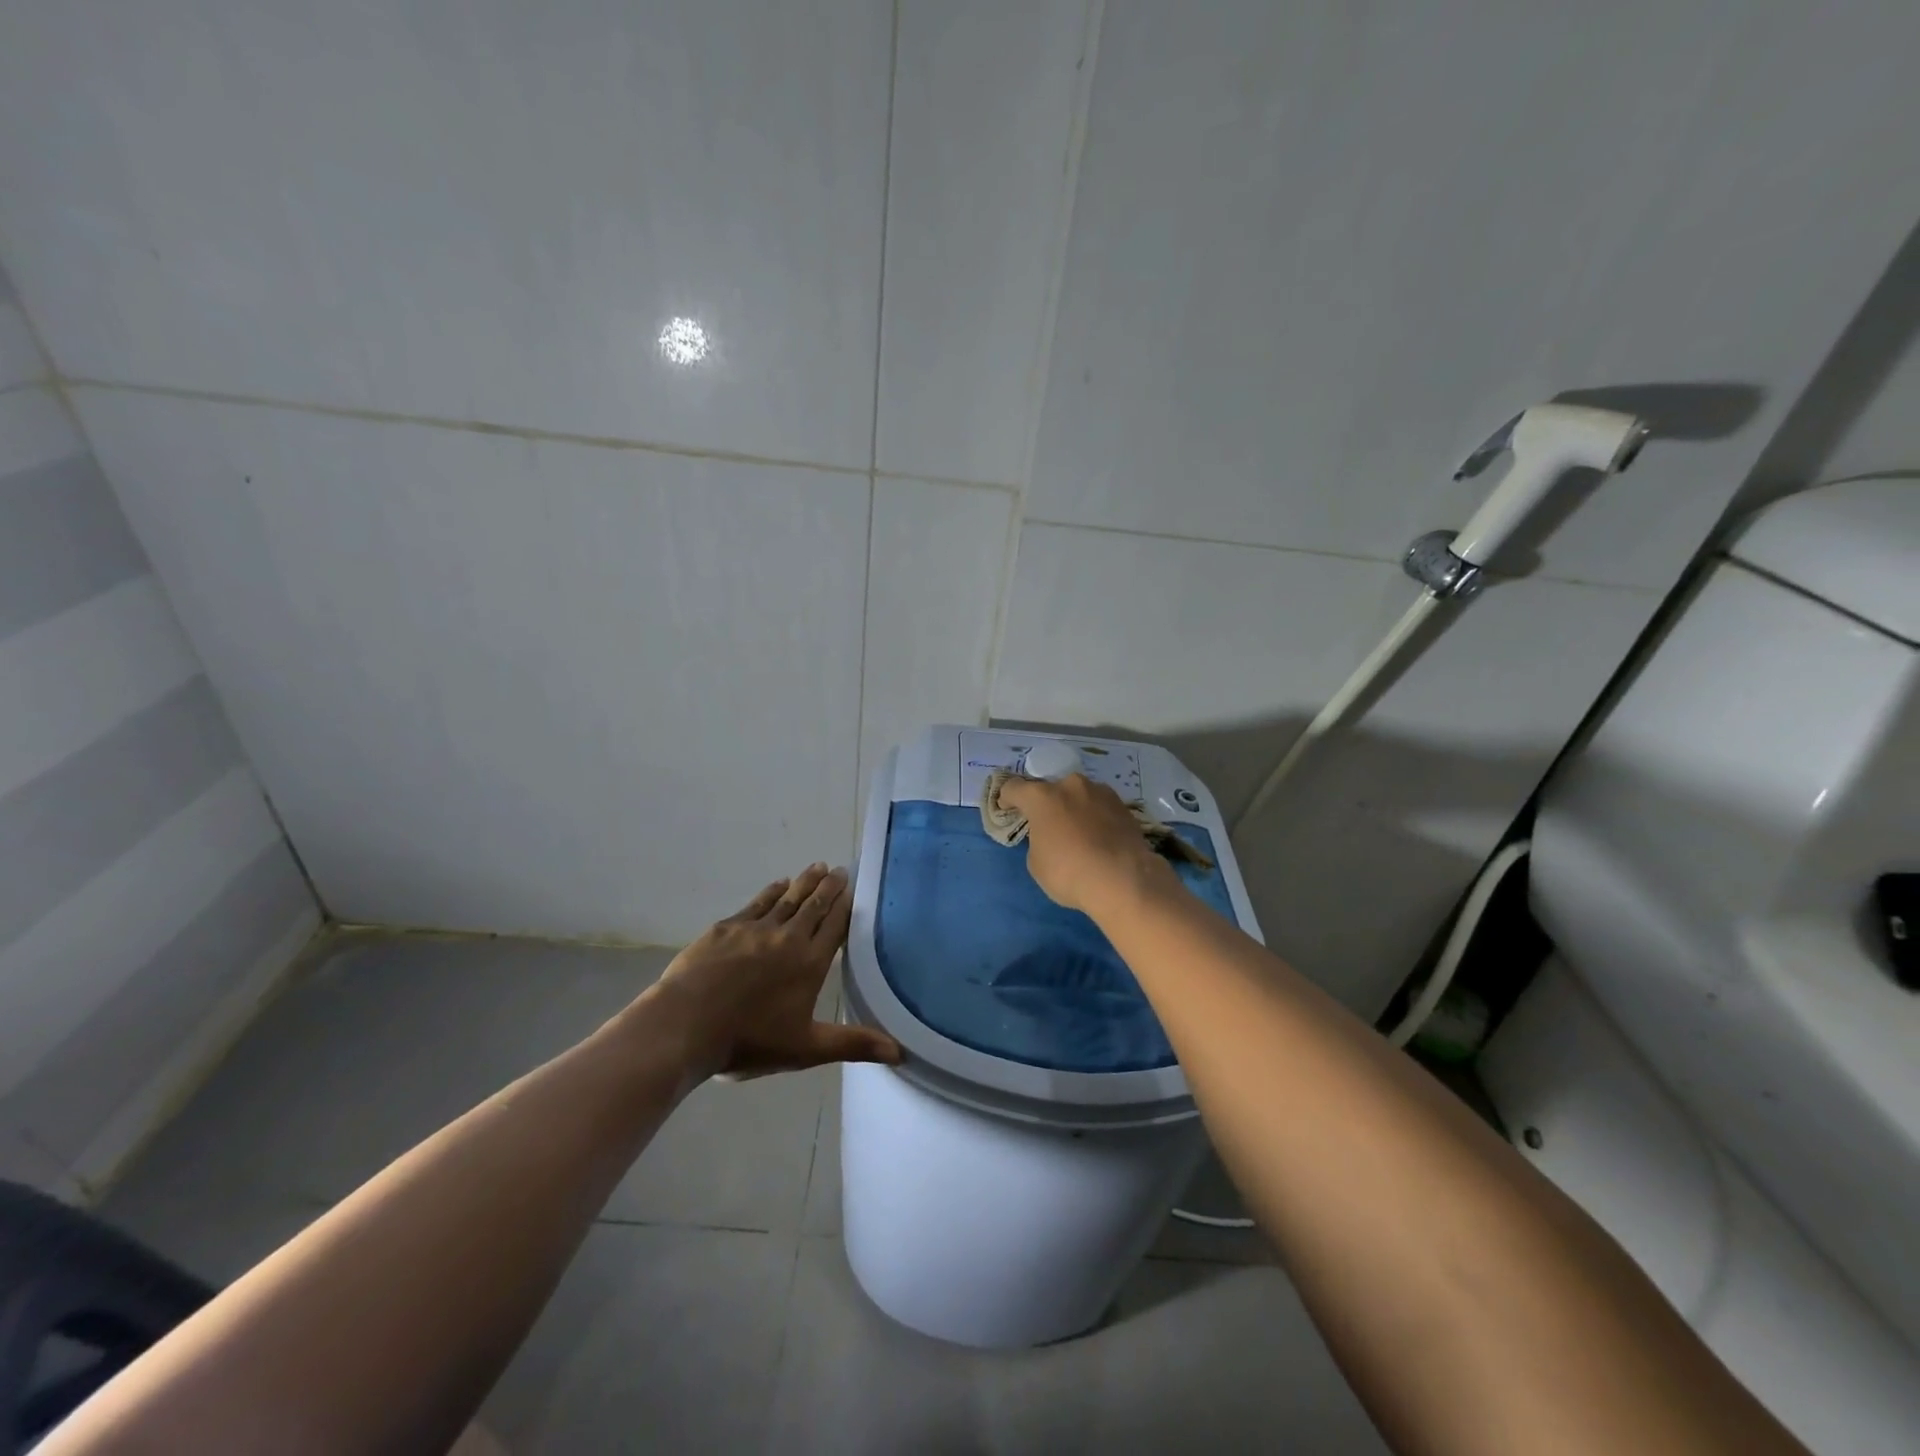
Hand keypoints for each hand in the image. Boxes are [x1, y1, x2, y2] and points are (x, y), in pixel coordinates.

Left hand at [652, 864, 901, 1078]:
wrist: (686, 1025)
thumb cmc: (749, 1041)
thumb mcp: (806, 1049)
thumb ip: (852, 1044)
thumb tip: (900, 1052)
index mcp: (810, 963)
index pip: (835, 926)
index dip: (845, 906)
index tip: (854, 888)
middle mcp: (788, 938)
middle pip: (814, 905)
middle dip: (828, 887)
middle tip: (839, 869)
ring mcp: (755, 929)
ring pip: (787, 898)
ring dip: (804, 882)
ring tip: (817, 867)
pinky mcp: (727, 928)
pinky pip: (757, 903)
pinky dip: (771, 891)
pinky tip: (778, 884)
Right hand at [996, 774, 1169, 914]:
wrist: (1123, 879)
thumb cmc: (1069, 872)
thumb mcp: (1037, 863)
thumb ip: (1038, 840)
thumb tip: (1050, 836)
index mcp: (1042, 797)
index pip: (1014, 787)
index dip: (1007, 798)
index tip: (1007, 809)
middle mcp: (1070, 786)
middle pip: (1051, 789)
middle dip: (1047, 804)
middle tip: (1048, 825)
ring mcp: (1100, 792)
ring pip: (1079, 796)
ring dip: (1074, 808)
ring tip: (1078, 833)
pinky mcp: (1123, 806)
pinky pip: (1100, 808)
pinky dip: (1095, 818)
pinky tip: (1099, 839)